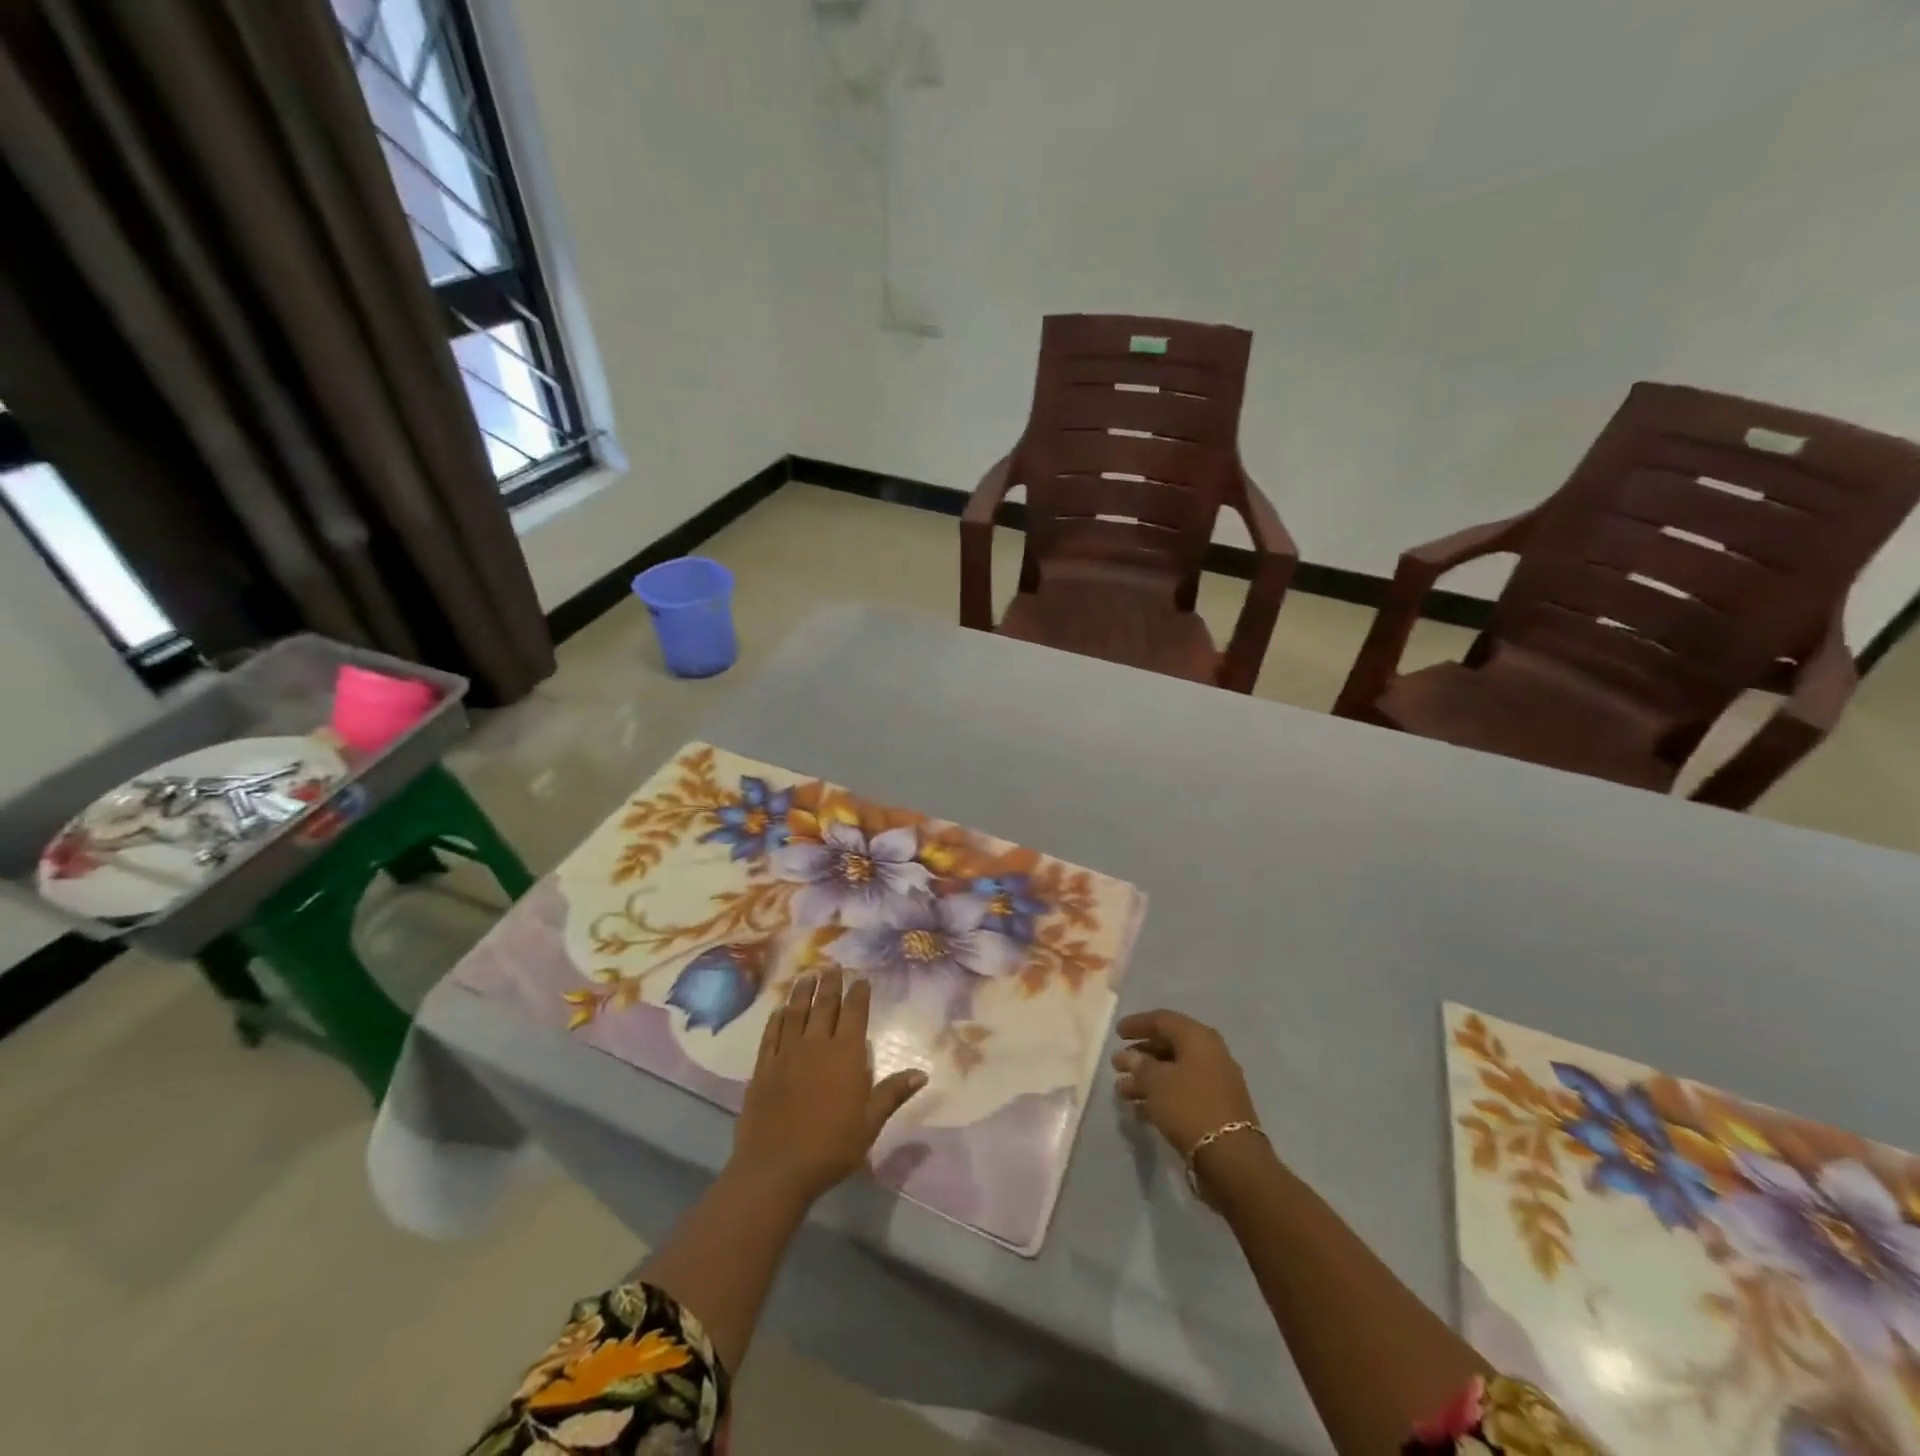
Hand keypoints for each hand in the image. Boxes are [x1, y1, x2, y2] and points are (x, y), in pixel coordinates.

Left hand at [730, 968, 926, 1204]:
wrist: (776, 1168)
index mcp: (846, 1054)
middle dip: (830, 983)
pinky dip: (777, 1018)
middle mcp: (816, 1044)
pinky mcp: (763, 1067)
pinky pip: (771, 1034)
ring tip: (808, 976)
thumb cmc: (831, 1147)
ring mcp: (786, 1053)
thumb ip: (893, 1093)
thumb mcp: (870, 1123)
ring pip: (796, 1012)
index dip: (858, 993)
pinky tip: (780, 1010)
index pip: (854, 1013)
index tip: (860, 977)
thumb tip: (922, 1072)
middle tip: (832, 966)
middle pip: (825, 1005)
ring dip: (803, 992)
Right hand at [1112, 1009, 1260, 1171]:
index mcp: (1198, 1038)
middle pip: (1169, 1046)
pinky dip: (1162, 1096)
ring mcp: (1216, 1082)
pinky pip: (1183, 1093)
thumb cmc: (1189, 1107)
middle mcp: (1211, 1054)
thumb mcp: (1156, 1082)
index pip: (1163, 1020)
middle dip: (1141, 1055)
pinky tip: (1140, 1111)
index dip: (1138, 1024)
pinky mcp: (1217, 1108)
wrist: (1232, 1158)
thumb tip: (1129, 1056)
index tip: (1117, 1033)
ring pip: (1175, 1072)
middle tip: (1117, 1065)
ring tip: (1122, 1092)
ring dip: (1147, 1079)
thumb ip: (1139, 1066)